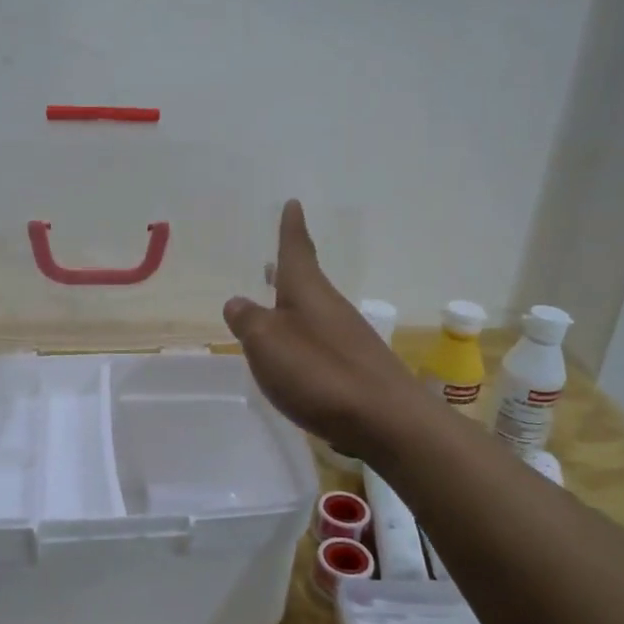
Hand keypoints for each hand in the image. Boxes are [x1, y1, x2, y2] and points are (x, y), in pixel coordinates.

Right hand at [223, 200, 429, 456]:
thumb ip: (248, 321)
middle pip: (306, 282)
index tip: (293, 204)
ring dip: (293, 305)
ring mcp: (348, 338)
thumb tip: (237, 301)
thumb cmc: (320, 372)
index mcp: (308, 292)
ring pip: (313, 312)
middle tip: (271, 261)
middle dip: (288, 270)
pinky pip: (321, 341)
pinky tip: (295, 356)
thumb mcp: (267, 343)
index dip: (291, 228)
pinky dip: (304, 337)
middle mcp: (330, 307)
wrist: (386, 419)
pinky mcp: (356, 368)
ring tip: (274, 307)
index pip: (296, 250)